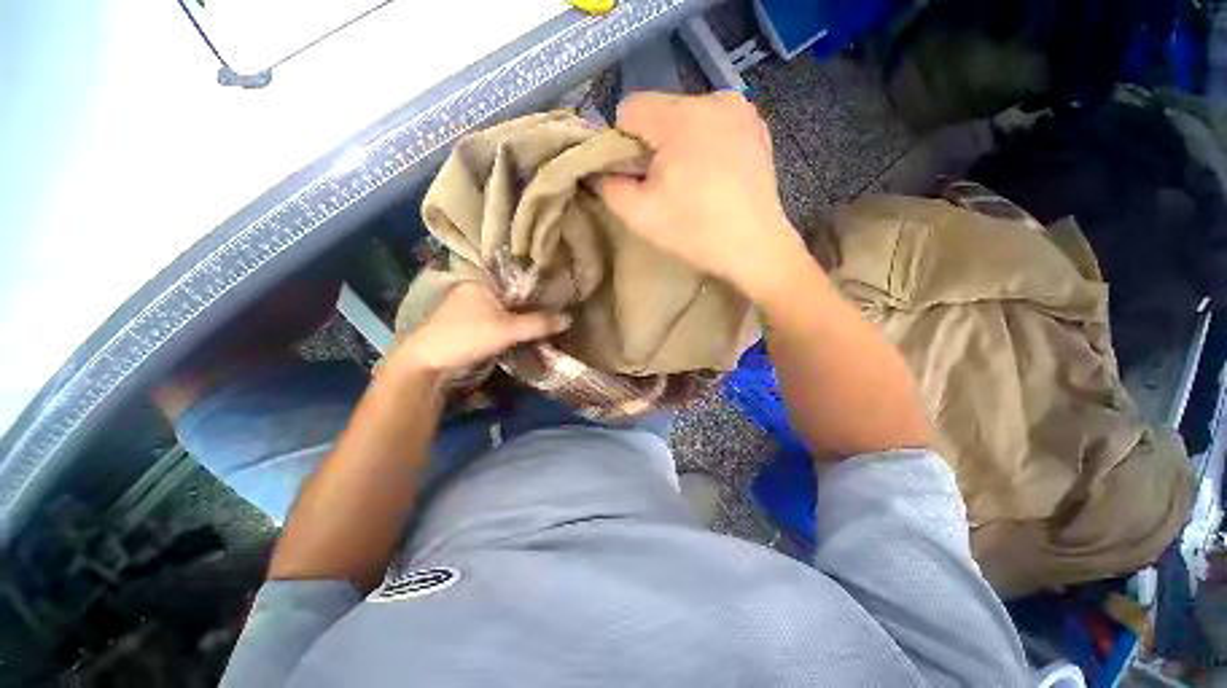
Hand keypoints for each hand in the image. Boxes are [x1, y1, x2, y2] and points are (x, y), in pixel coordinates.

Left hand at [390, 282, 569, 374]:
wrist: (428, 363)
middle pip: (512, 297)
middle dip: (531, 306)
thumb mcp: (508, 330)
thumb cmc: (468, 336)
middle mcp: (474, 290)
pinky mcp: (468, 325)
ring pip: (504, 310)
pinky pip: (497, 321)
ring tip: (545, 323)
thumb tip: (568, 319)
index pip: (517, 280)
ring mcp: (469, 308)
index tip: (558, 297)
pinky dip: (510, 327)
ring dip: (521, 318)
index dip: (537, 289)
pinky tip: (525, 332)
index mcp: (481, 281)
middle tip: (554, 313)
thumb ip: (538, 324)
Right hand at [596, 92, 810, 300]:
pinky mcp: (757, 126)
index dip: (622, 143)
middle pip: (659, 111)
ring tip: (689, 182)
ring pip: (686, 117)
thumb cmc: (695, 231)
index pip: (629, 110)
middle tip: (662, 184)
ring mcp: (741, 110)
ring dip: (677, 143)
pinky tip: (712, 175)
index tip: (634, 176)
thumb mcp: (639, 215)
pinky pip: (714, 124)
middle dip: (651, 144)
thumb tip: (596, 169)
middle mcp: (714, 99)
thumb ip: (607, 186)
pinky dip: (704, 143)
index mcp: (682, 116)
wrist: (755, 248)